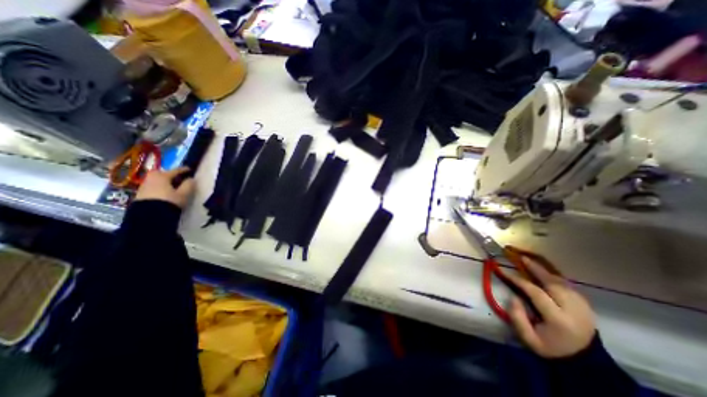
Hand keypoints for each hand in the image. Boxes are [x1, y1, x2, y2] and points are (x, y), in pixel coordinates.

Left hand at [135, 166, 192, 209]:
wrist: (148, 216)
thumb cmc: (169, 201)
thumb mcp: (183, 194)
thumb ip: (189, 185)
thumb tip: (191, 179)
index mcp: (162, 176)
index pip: (176, 170)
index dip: (184, 170)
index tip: (190, 169)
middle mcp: (151, 178)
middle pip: (164, 174)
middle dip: (172, 175)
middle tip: (180, 179)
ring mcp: (144, 185)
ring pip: (158, 180)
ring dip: (165, 182)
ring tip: (173, 187)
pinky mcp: (140, 193)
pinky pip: (153, 186)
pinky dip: (160, 187)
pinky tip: (165, 192)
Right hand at [508, 258, 594, 358]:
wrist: (584, 362)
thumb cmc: (551, 348)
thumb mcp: (529, 339)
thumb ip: (517, 317)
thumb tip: (513, 297)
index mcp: (559, 319)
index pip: (535, 292)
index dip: (518, 280)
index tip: (504, 271)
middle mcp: (573, 310)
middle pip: (552, 283)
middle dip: (535, 269)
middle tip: (521, 258)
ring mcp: (583, 306)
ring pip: (561, 282)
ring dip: (545, 271)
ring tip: (531, 262)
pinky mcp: (586, 305)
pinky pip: (568, 285)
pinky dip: (554, 277)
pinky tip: (544, 273)